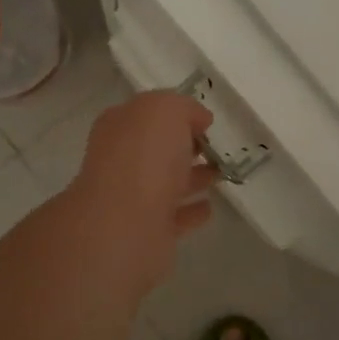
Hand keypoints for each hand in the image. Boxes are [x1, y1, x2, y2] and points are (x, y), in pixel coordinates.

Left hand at [60, 91, 219, 296]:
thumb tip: (198, 120)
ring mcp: (132, 198)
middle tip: (214, 148)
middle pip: (156, 149)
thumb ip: (183, 108)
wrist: (126, 224)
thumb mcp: (166, 110)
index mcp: (119, 127)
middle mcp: (120, 160)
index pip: (146, 114)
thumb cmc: (144, 156)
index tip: (205, 123)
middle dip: (183, 147)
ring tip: (220, 175)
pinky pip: (174, 216)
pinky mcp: (147, 231)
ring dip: (192, 178)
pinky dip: (191, 211)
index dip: (174, 114)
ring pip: (166, 182)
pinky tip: (209, 208)